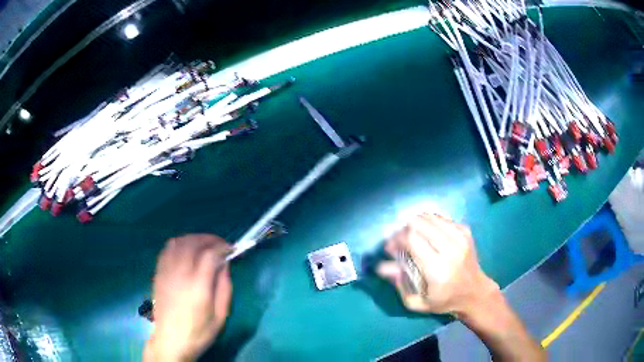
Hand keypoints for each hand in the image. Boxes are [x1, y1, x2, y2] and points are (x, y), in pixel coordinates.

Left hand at [145, 234, 232, 361]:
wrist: (171, 340)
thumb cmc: (199, 331)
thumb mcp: (220, 315)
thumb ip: (224, 287)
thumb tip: (225, 264)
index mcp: (198, 286)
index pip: (209, 254)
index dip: (222, 247)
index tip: (231, 249)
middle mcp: (180, 274)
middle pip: (193, 242)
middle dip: (209, 239)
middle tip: (220, 244)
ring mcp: (166, 272)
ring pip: (178, 242)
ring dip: (193, 239)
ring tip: (203, 246)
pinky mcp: (158, 273)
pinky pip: (167, 249)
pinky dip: (179, 244)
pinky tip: (186, 251)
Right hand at [376, 213, 498, 315]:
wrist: (475, 292)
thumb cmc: (444, 301)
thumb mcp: (417, 302)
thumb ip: (399, 284)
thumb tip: (382, 266)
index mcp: (438, 269)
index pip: (412, 238)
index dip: (396, 239)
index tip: (390, 249)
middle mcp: (450, 249)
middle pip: (419, 223)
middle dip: (403, 230)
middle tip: (400, 243)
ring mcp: (460, 236)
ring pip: (429, 216)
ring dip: (415, 225)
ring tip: (412, 237)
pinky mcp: (465, 230)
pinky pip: (440, 218)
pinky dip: (429, 223)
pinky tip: (427, 235)